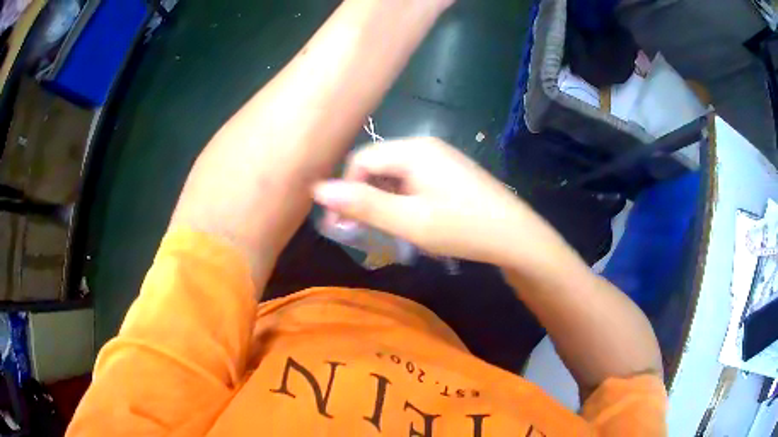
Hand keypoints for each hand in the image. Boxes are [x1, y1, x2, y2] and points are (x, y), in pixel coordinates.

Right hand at [312, 137, 571, 266]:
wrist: (516, 237)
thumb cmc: (463, 228)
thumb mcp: (409, 221)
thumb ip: (364, 204)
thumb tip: (318, 189)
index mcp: (413, 150)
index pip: (361, 160)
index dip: (344, 191)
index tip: (337, 225)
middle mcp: (424, 146)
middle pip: (376, 166)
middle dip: (361, 197)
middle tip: (357, 231)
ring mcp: (439, 159)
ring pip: (393, 175)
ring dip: (380, 201)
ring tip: (381, 230)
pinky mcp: (448, 173)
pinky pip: (411, 181)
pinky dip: (400, 200)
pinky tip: (405, 221)